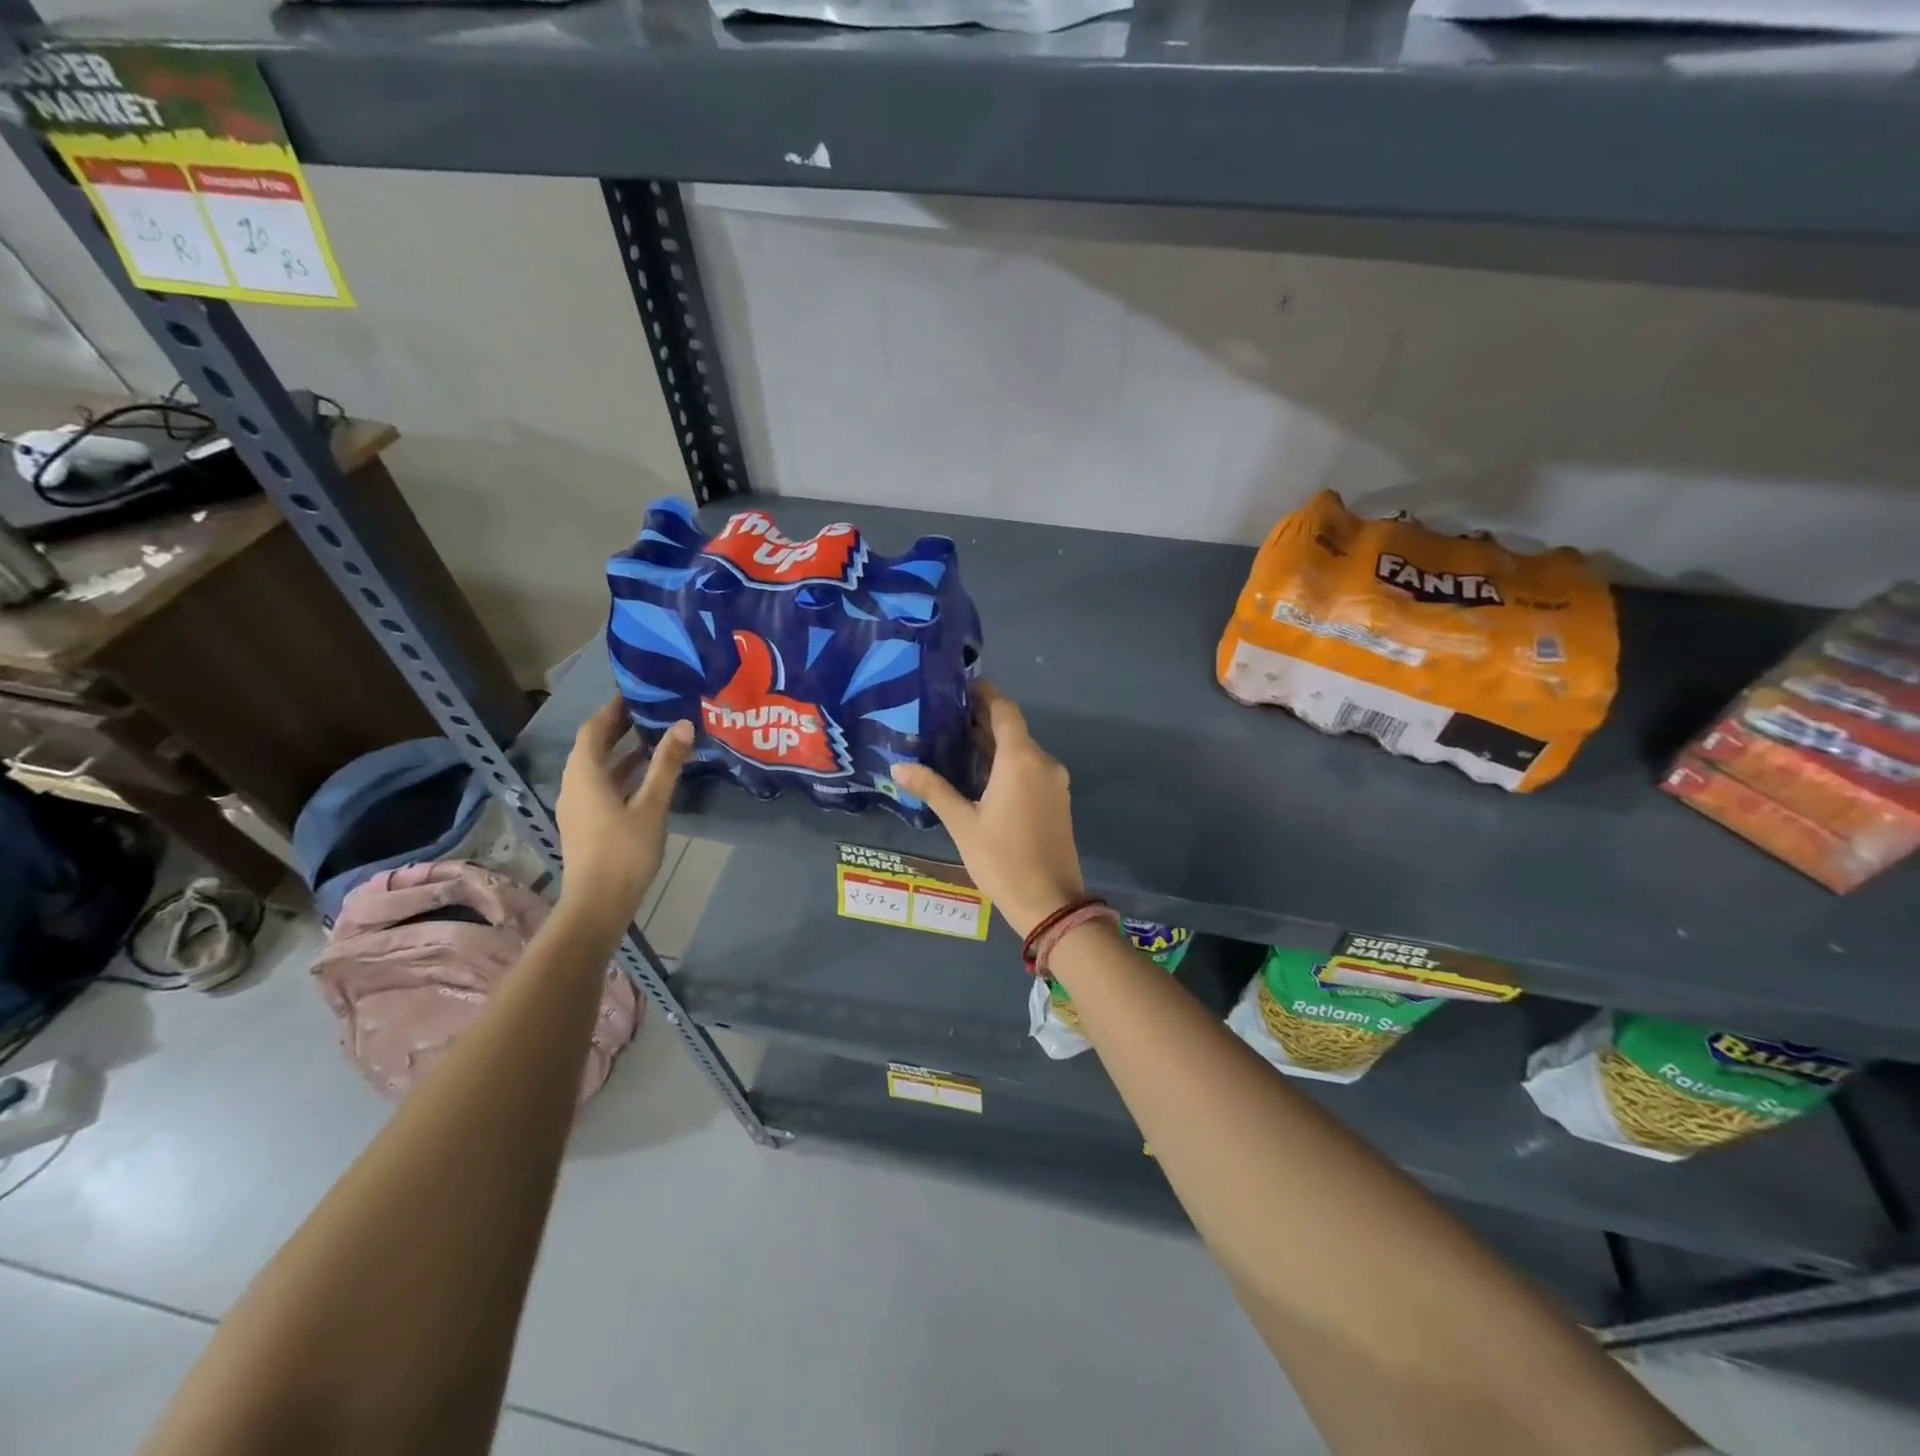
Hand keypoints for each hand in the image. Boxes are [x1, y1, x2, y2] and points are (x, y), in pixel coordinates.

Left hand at [555, 699, 691, 931]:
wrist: (598, 904)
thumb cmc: (624, 851)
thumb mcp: (652, 806)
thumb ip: (666, 765)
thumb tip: (682, 724)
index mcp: (585, 775)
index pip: (593, 730)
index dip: (612, 710)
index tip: (635, 693)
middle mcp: (574, 785)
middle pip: (592, 747)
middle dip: (618, 728)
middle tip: (649, 712)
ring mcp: (577, 806)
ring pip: (597, 769)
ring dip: (621, 753)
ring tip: (653, 740)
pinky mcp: (585, 823)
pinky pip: (600, 786)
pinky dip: (620, 774)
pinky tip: (645, 779)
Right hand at [892, 683, 1083, 937]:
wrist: (1050, 902)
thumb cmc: (1002, 859)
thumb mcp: (962, 824)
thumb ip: (933, 789)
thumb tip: (898, 766)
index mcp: (1021, 760)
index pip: (1004, 710)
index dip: (984, 693)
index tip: (959, 687)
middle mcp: (1042, 762)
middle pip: (1012, 729)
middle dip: (982, 720)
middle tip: (945, 716)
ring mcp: (1054, 782)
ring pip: (1021, 750)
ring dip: (993, 743)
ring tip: (955, 742)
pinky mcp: (1057, 799)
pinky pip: (1030, 769)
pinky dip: (1006, 763)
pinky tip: (980, 773)